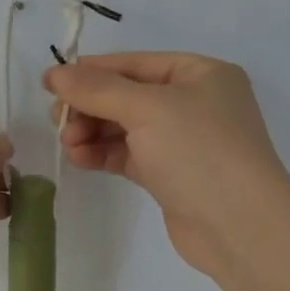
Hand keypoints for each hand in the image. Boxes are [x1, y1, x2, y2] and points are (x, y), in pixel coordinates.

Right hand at [44, 53, 289, 280]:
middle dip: (90, 107)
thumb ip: (97, 89)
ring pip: (125, 128)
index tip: (50, 85)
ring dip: (93, 133)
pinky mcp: (171, 176)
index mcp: (200, 74)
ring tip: (68, 145)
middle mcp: (194, 103)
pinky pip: (129, 155)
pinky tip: (80, 159)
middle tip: (58, 123)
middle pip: (127, 96)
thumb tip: (53, 74)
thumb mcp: (147, 109)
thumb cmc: (199, 152)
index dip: (90, 71)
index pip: (134, 63)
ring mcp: (183, 142)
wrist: (239, 226)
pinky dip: (104, 155)